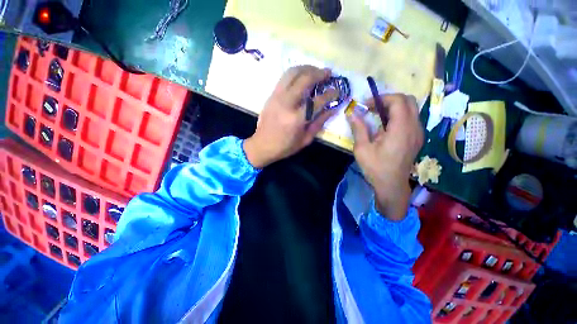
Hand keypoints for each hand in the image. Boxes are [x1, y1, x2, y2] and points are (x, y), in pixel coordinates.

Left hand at [244, 65, 337, 167]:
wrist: (262, 145)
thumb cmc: (285, 147)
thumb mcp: (305, 140)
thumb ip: (319, 123)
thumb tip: (332, 109)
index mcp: (296, 119)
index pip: (317, 101)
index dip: (330, 94)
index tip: (337, 90)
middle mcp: (286, 103)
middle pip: (304, 79)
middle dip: (319, 73)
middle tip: (328, 73)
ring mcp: (276, 97)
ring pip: (292, 73)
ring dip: (307, 68)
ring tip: (316, 70)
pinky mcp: (271, 95)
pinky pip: (284, 78)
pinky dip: (296, 73)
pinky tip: (302, 75)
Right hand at [348, 94, 423, 220]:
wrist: (391, 185)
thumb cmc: (375, 168)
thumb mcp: (362, 149)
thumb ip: (358, 128)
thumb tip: (352, 113)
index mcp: (401, 129)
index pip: (398, 101)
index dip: (381, 98)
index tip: (366, 106)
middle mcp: (414, 127)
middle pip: (408, 100)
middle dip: (389, 100)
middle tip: (373, 108)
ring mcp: (418, 133)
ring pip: (411, 108)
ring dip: (394, 107)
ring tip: (377, 116)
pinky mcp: (417, 138)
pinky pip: (411, 118)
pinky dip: (398, 116)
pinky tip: (386, 127)